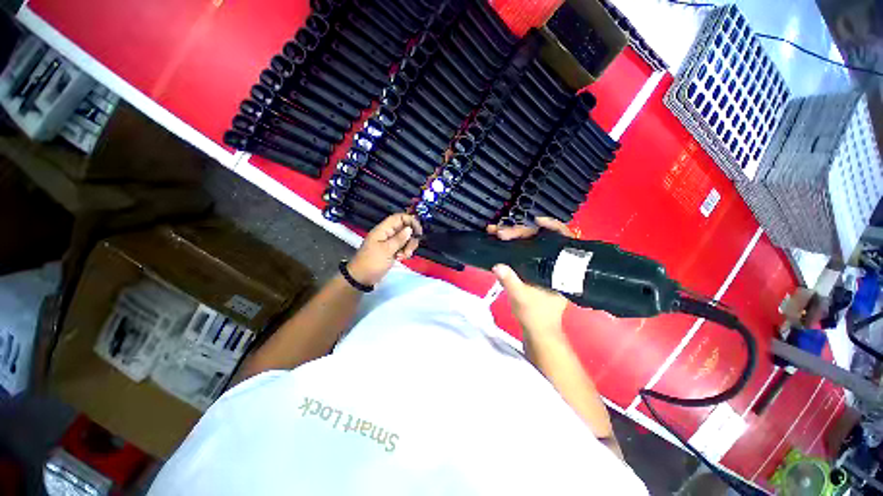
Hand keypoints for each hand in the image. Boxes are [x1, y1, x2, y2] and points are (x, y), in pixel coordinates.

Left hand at [347, 213, 422, 286]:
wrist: (361, 278)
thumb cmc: (372, 263)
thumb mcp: (386, 250)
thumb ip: (399, 239)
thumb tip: (410, 229)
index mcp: (383, 230)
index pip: (399, 217)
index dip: (410, 221)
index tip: (418, 232)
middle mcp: (388, 234)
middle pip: (405, 228)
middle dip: (411, 238)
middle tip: (409, 250)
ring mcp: (390, 242)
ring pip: (406, 238)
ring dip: (409, 246)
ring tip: (403, 256)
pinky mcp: (392, 250)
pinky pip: (403, 246)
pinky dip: (405, 251)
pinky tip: (402, 258)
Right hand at [487, 217, 575, 335]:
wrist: (539, 329)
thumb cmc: (535, 315)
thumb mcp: (521, 298)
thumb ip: (511, 282)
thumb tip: (497, 265)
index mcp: (561, 269)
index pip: (563, 240)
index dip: (553, 226)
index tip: (537, 221)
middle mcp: (554, 262)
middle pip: (541, 239)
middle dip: (519, 232)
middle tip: (500, 232)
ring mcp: (543, 264)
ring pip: (531, 243)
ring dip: (513, 236)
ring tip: (495, 232)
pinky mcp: (534, 267)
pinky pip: (525, 250)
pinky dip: (513, 244)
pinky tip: (501, 239)